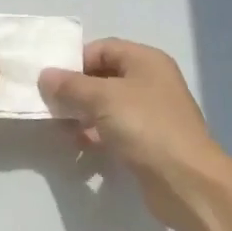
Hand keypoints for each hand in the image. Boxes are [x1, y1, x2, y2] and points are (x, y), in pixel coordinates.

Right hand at [39, 39, 231, 230]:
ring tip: (60, 127)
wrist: (186, 181)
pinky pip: (115, 129)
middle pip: (104, 77)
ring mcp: (151, 113)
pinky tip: (80, 145)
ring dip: (83, 114)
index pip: (102, 48)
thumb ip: (71, 85)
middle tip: (50, 105)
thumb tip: (45, 75)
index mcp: (146, 60)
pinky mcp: (149, 142)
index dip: (75, 61)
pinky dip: (96, 134)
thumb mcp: (103, 99)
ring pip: (107, 105)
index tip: (50, 80)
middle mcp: (151, 81)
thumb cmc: (145, 126)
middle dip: (76, 90)